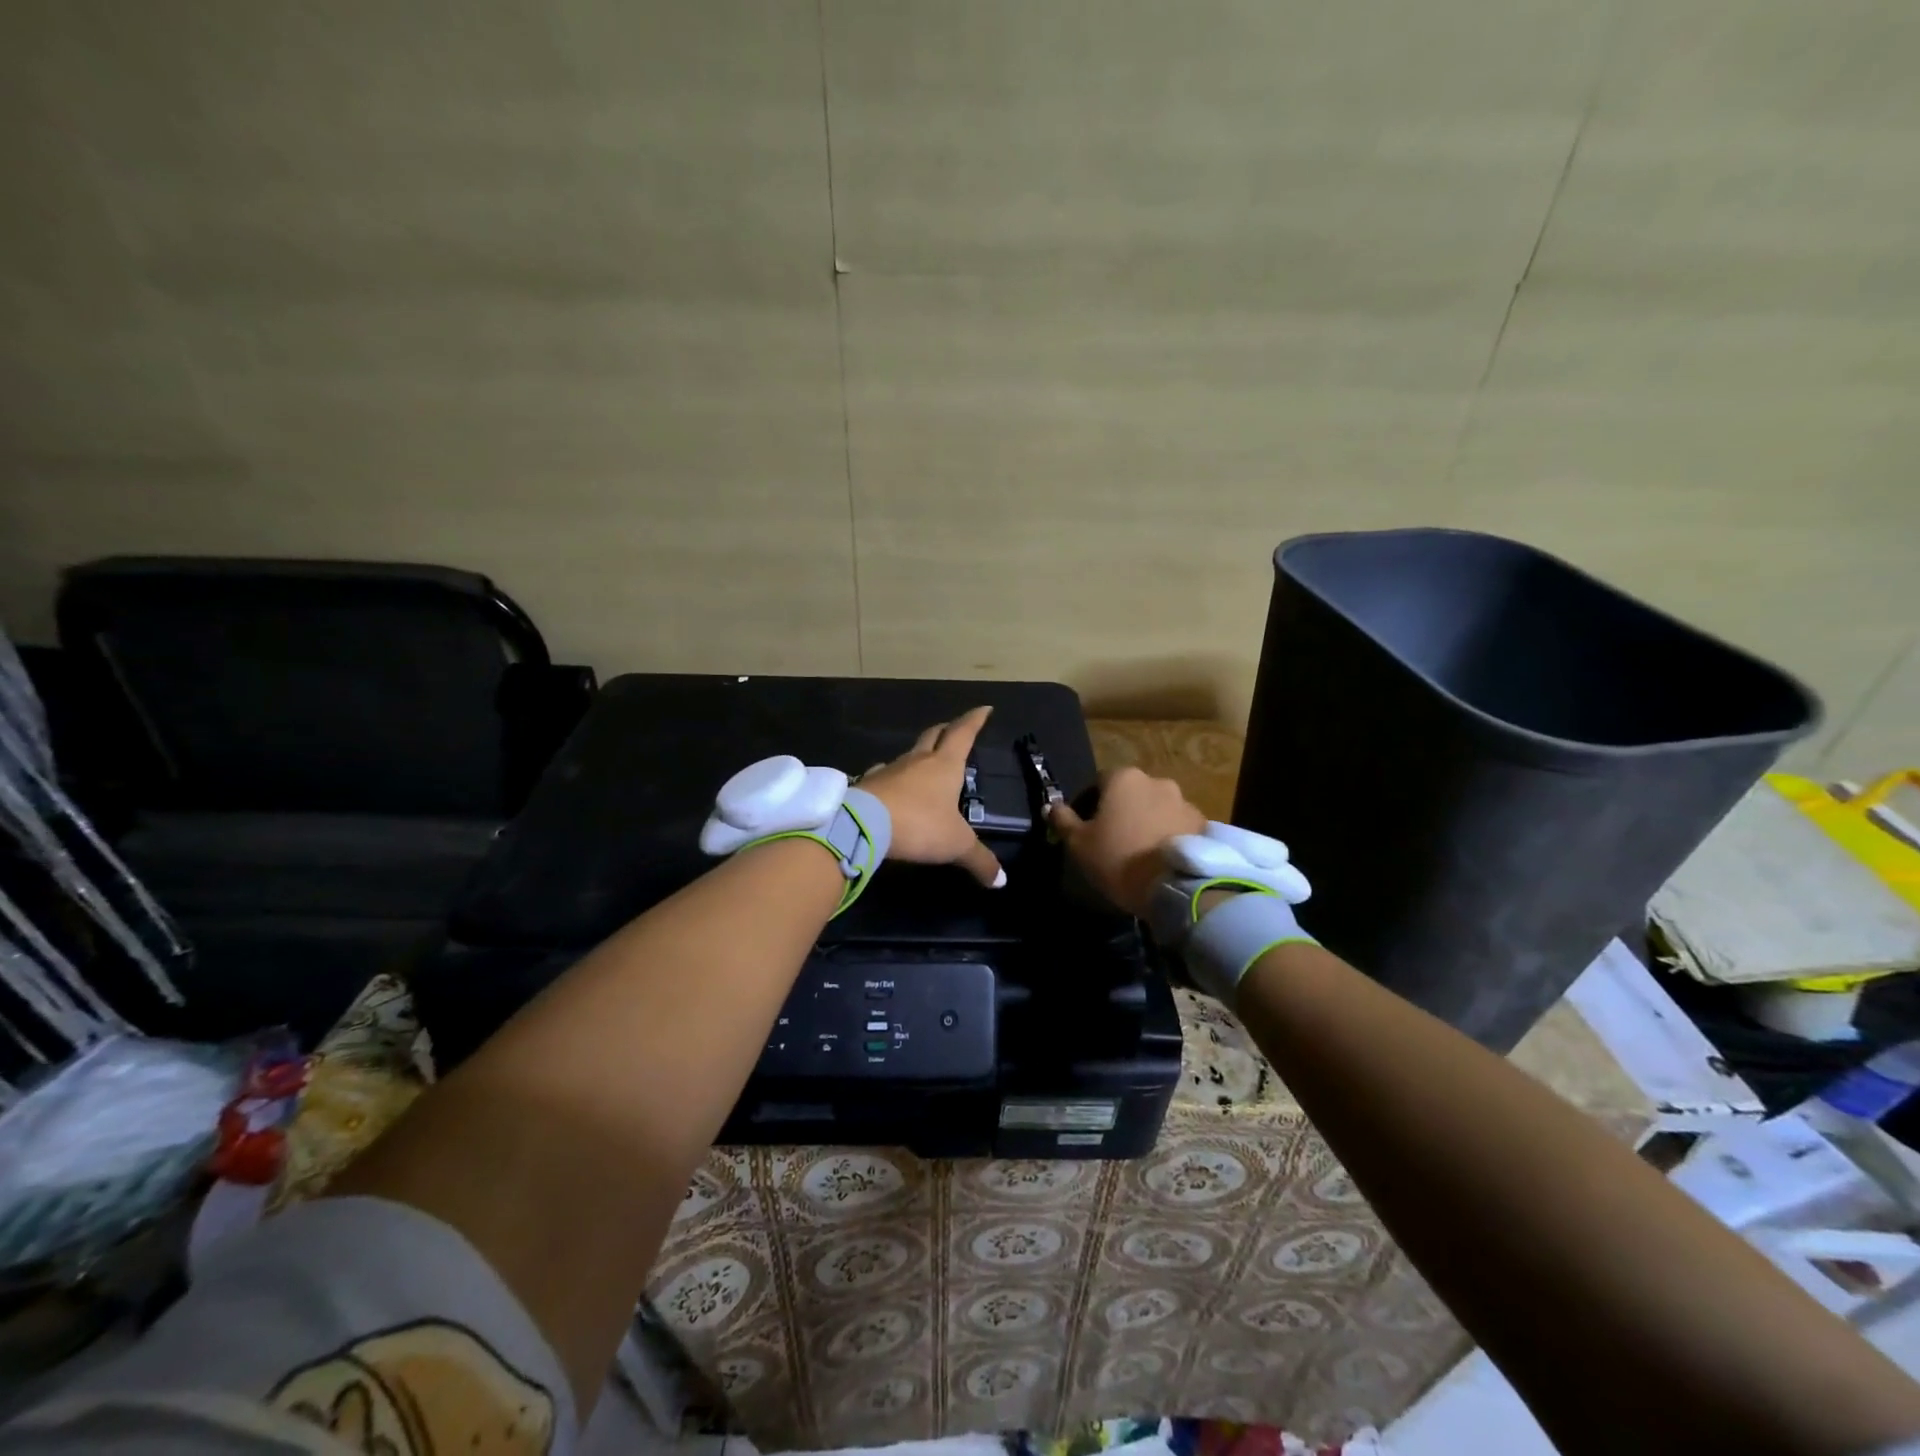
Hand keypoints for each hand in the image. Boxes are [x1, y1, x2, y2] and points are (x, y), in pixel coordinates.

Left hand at [859, 707, 1004, 888]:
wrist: (862, 824)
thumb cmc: (919, 825)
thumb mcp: (956, 845)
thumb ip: (979, 860)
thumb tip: (1001, 880)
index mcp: (945, 765)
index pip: (963, 734)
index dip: (975, 720)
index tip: (984, 708)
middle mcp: (918, 760)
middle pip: (934, 735)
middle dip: (947, 730)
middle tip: (955, 728)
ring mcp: (890, 770)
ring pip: (909, 754)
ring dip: (920, 754)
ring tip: (926, 762)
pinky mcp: (869, 784)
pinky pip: (885, 774)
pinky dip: (894, 776)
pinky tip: (893, 785)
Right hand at [1047, 767, 1205, 918]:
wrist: (1176, 887)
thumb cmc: (1118, 859)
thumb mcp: (1078, 843)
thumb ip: (1062, 820)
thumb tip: (1050, 806)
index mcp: (1123, 778)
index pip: (1098, 782)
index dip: (1088, 805)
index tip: (1085, 829)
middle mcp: (1156, 781)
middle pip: (1130, 794)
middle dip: (1121, 812)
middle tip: (1113, 841)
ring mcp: (1184, 801)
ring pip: (1156, 808)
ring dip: (1147, 822)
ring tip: (1141, 853)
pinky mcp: (1203, 824)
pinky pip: (1178, 825)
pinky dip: (1168, 835)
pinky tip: (1162, 859)